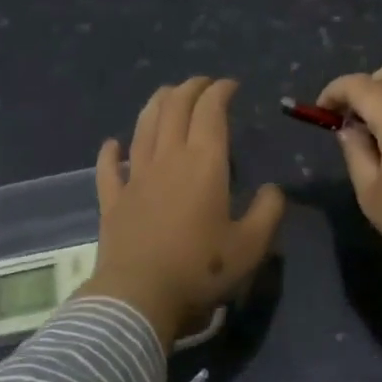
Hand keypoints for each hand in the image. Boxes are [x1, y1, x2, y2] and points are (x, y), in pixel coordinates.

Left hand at [77, 77, 285, 349]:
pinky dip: (111, 151)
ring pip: (144, 127)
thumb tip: (272, 190)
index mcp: (204, 163)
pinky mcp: (114, 200)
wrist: (139, 296)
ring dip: (156, 105)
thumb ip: (268, 212)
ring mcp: (136, 177)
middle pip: (175, 108)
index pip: (211, 111)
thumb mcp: (251, 245)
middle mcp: (168, 158)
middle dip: (190, 89)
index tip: (230, 85)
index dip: (220, 91)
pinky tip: (113, 144)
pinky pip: (109, 168)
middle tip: (203, 84)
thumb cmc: (200, 269)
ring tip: (167, 95)